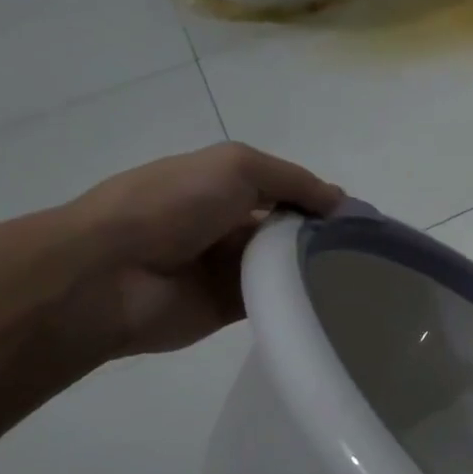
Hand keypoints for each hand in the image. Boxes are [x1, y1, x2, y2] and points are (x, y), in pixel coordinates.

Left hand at [60, 143, 342, 358]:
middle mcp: (227, 224)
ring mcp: (227, 268)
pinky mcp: (228, 308)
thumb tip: (340, 202)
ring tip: (359, 273)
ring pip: (285, 265)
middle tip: (365, 248)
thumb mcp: (236, 166)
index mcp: (222, 186)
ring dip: (315, 266)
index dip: (319, 199)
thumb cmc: (170, 205)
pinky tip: (331, 297)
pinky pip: (274, 300)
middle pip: (289, 228)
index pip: (285, 190)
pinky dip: (299, 298)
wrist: (108, 274)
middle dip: (323, 234)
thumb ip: (293, 180)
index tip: (357, 216)